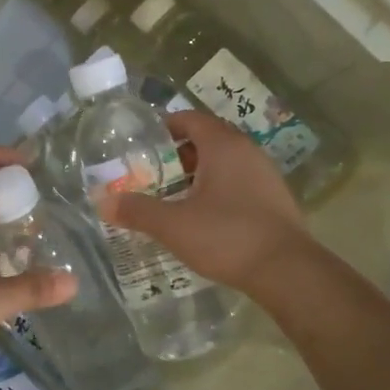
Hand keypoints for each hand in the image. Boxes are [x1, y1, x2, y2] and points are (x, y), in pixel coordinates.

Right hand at [98, 110, 312, 295]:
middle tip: (150, 173)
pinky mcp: (274, 199)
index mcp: (223, 146)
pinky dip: (217, 189)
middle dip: (177, 154)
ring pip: (224, 163)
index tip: (141, 142)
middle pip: (207, 139)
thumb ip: (136, 211)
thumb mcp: (173, 225)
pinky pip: (238, 182)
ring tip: (172, 196)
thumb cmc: (227, 236)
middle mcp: (247, 151)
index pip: (190, 119)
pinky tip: (203, 216)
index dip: (164, 126)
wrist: (287, 271)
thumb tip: (102, 202)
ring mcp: (265, 175)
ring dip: (197, 173)